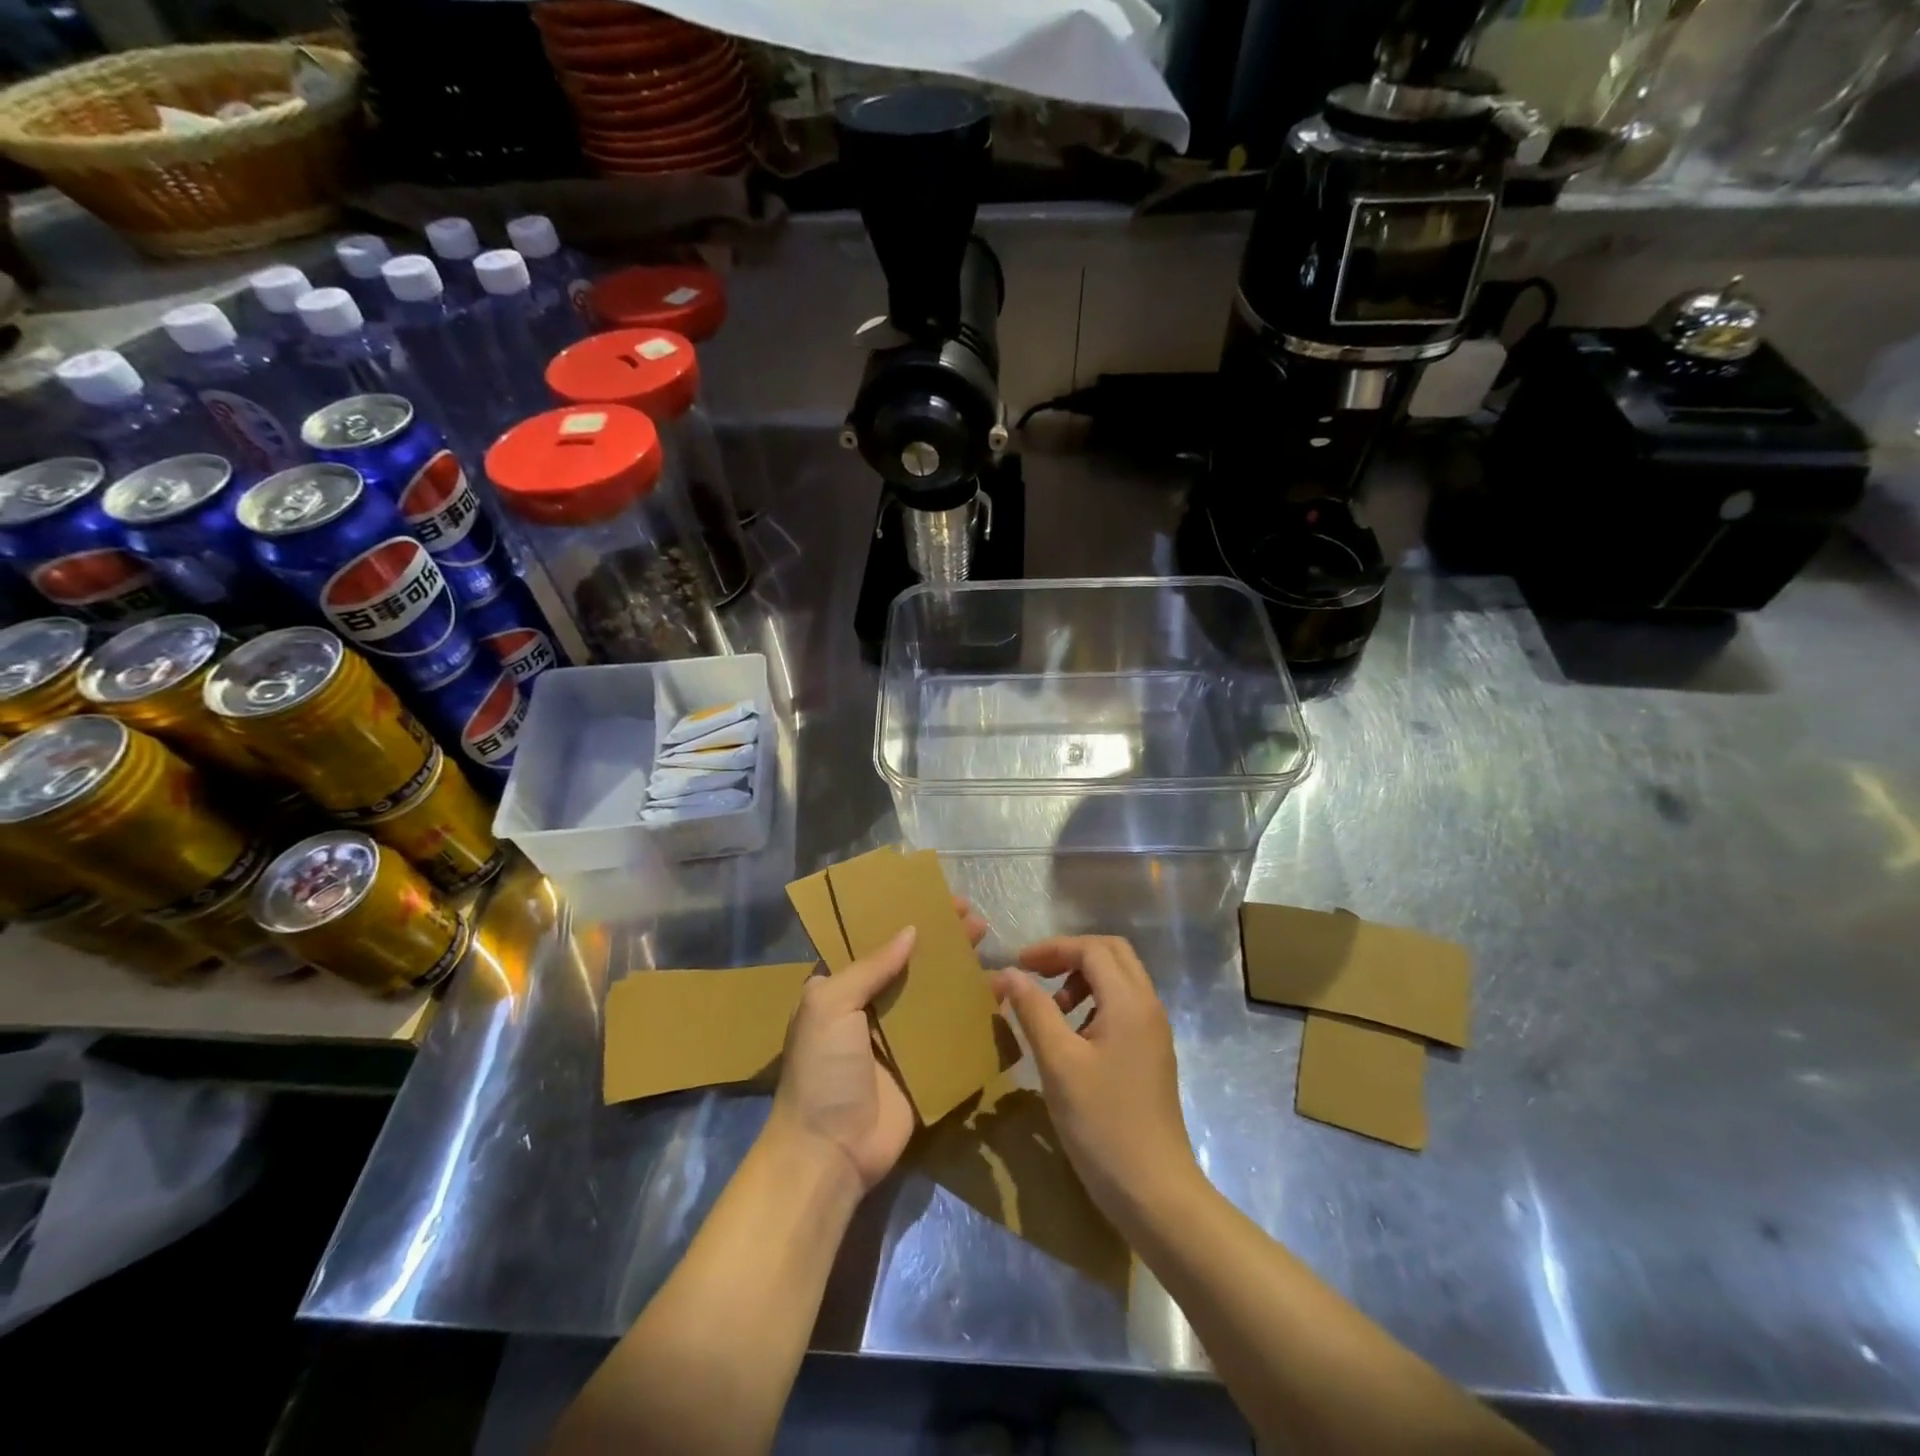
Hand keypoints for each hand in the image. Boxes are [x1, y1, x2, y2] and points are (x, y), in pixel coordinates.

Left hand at [767, 898, 988, 1196]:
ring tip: (988, 941)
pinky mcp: (925, 1066)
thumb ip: (870, 966)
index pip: (874, 940)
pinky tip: (999, 992)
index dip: (902, 916)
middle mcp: (871, 1006)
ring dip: (960, 967)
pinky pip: (952, 1031)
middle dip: (941, 937)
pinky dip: (974, 1011)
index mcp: (841, 988)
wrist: (830, 1152)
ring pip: (936, 992)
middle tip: (972, 917)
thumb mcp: (830, 1005)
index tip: (934, 897)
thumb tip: (910, 930)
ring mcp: (900, 1037)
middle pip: (912, 962)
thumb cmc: (822, 1070)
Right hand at [992, 936, 1199, 1230]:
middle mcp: (1148, 1006)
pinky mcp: (1151, 1054)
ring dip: (1083, 979)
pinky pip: (1123, 1007)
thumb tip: (1008, 973)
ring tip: (1052, 1010)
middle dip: (1071, 956)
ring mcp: (1154, 1032)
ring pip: (1119, 980)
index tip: (1018, 965)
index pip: (1092, 948)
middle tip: (1035, 976)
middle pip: (1112, 954)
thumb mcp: (1058, 1064)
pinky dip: (1095, 1003)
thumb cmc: (1103, 1124)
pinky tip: (1072, 1037)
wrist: (1156, 1192)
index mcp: (1130, 1002)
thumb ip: (1034, 1010)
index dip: (1053, 948)